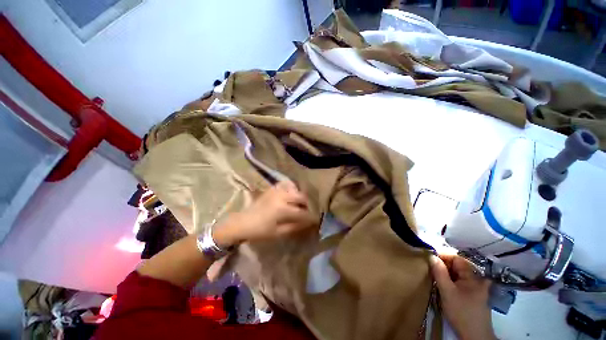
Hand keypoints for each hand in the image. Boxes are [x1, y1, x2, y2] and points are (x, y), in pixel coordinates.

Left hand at [213, 181, 315, 246]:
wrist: (243, 222)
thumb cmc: (260, 231)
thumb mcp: (278, 233)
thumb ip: (295, 226)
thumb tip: (308, 222)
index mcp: (283, 209)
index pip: (303, 212)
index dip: (311, 217)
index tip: (316, 220)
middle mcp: (282, 196)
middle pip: (302, 197)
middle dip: (308, 205)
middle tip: (307, 212)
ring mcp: (277, 190)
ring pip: (296, 189)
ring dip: (300, 197)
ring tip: (300, 204)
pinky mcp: (273, 188)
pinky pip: (286, 184)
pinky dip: (292, 189)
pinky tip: (291, 195)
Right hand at [430, 254, 495, 339]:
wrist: (474, 336)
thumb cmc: (461, 312)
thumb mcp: (447, 291)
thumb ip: (439, 272)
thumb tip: (432, 256)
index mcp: (473, 276)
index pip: (457, 258)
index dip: (443, 256)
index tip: (430, 258)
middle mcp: (477, 279)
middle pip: (458, 266)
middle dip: (443, 265)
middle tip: (430, 268)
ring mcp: (476, 288)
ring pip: (458, 275)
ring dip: (446, 273)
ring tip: (435, 276)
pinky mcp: (473, 296)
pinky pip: (460, 282)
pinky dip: (451, 281)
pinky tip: (444, 286)